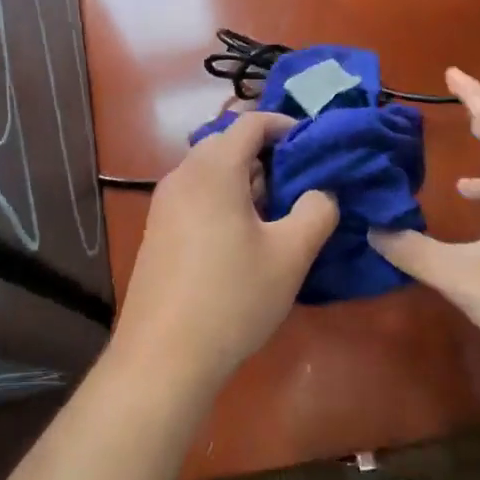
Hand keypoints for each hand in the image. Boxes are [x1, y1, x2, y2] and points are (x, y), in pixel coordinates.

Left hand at [112, 112, 338, 398]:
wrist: (163, 356)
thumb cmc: (232, 298)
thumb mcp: (290, 255)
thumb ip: (316, 211)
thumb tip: (322, 191)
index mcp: (213, 169)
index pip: (250, 122)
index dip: (284, 125)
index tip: (313, 144)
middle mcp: (183, 175)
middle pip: (227, 143)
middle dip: (265, 155)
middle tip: (298, 183)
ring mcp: (164, 203)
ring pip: (210, 171)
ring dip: (244, 179)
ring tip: (276, 213)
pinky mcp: (157, 230)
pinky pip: (196, 195)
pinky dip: (223, 199)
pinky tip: (242, 238)